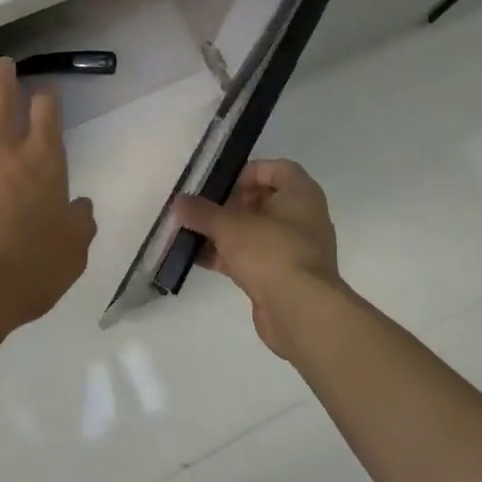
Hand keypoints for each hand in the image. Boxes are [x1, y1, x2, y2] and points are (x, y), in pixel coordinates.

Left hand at [0, 58, 96, 336]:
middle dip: (4, 73)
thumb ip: (79, 223)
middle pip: (1, 88)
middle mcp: (0, 142)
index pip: (47, 108)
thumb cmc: (23, 273)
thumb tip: (80, 207)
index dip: (47, 98)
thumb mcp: (71, 254)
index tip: (44, 99)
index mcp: (42, 157)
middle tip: (3, 68)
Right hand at [173, 159, 343, 358]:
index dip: (247, 172)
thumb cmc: (271, 251)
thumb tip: (178, 201)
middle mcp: (303, 217)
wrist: (301, 312)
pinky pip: (254, 258)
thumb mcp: (229, 225)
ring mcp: (295, 250)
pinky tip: (200, 259)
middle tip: (202, 209)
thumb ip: (202, 212)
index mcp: (301, 194)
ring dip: (226, 233)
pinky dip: (230, 257)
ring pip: (255, 232)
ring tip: (193, 233)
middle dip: (230, 205)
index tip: (221, 185)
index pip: (276, 168)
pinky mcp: (284, 278)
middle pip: (263, 201)